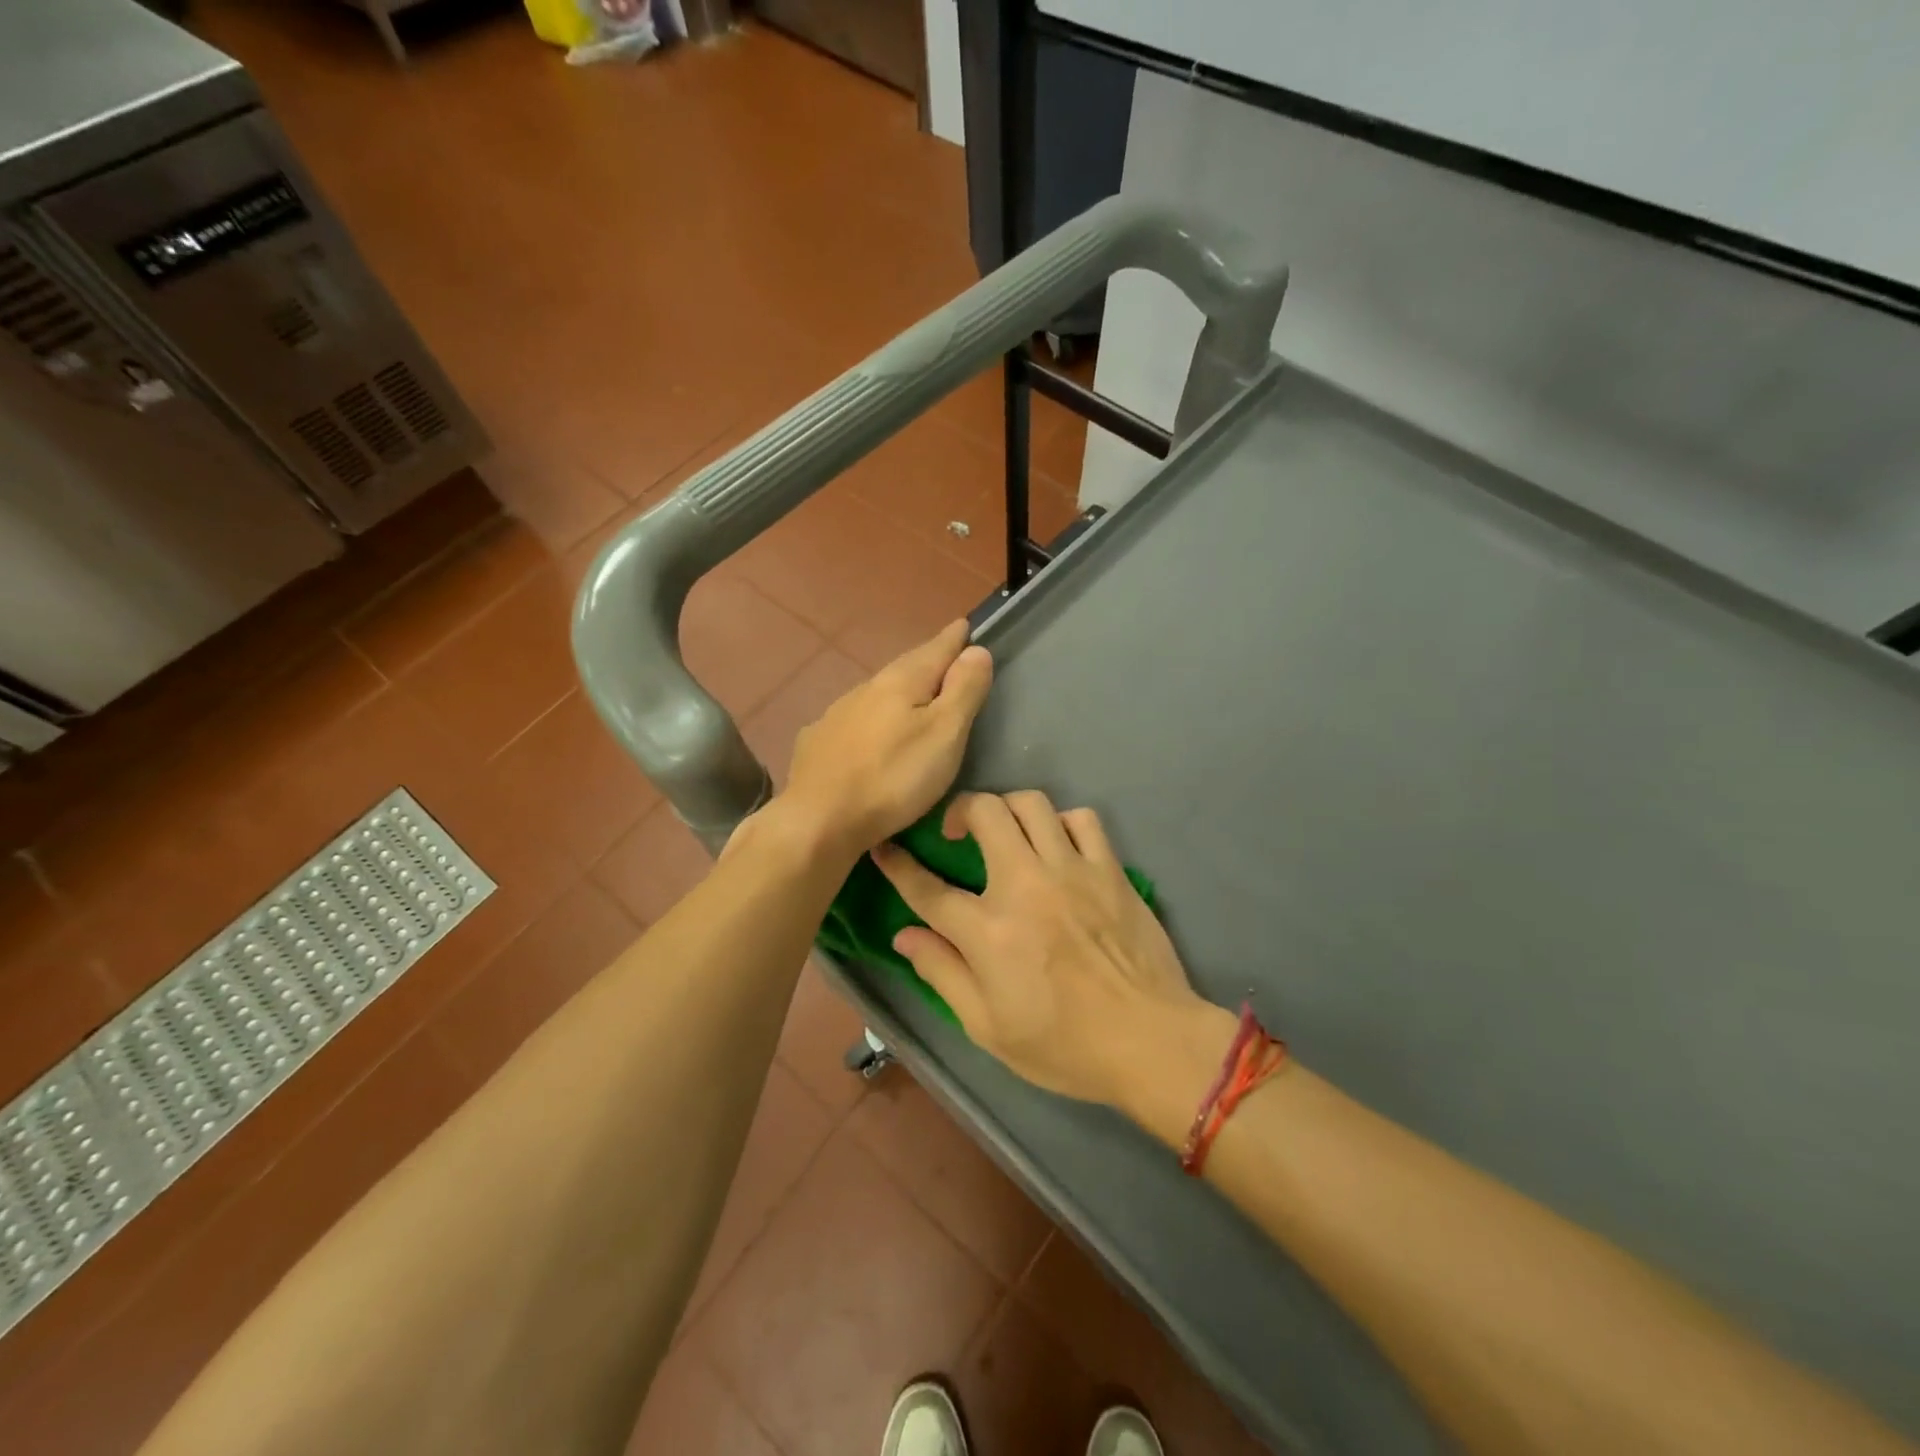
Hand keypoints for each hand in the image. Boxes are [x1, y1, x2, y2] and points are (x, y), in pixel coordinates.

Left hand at [780, 621, 992, 860]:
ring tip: (915, 698)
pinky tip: (871, 732)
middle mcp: (866, 688)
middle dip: (928, 661)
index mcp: (901, 682)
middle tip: (947, 657)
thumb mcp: (944, 735)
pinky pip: (855, 720)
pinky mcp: (819, 742)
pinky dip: (872, 718)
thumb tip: (977, 650)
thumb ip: (963, 690)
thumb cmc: (894, 779)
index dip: (955, 638)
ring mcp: (837, 714)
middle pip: (906, 667)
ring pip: (878, 693)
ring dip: (899, 691)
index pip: (936, 649)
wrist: (819, 820)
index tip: (966, 626)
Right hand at [872, 791, 1230, 1119]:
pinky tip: (1058, 846)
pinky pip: (1082, 819)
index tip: (884, 848)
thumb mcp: (987, 1027)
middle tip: (958, 833)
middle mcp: (1025, 885)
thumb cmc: (1064, 1045)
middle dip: (960, 810)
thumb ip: (942, 974)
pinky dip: (1062, 823)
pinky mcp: (1109, 869)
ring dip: (1009, 810)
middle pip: (984, 813)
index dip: (898, 865)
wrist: (1150, 1041)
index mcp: (988, 931)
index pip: (928, 888)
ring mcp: (1072, 870)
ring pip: (1031, 803)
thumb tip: (904, 935)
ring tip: (1007, 834)